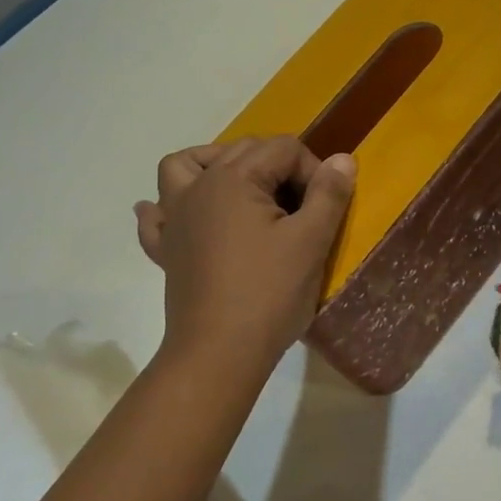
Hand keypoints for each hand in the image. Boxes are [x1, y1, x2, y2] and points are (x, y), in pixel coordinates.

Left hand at [134, 136, 356, 376]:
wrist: (220, 352)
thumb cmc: (270, 292)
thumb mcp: (311, 240)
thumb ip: (328, 194)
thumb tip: (343, 159)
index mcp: (234, 179)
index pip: (283, 149)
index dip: (313, 171)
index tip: (326, 207)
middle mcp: (198, 187)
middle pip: (241, 150)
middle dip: (278, 167)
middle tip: (303, 207)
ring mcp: (176, 218)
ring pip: (184, 167)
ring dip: (213, 166)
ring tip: (242, 188)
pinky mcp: (167, 250)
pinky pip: (157, 216)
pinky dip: (168, 208)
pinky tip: (185, 216)